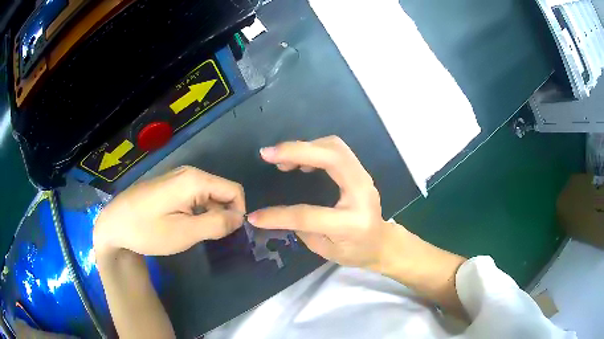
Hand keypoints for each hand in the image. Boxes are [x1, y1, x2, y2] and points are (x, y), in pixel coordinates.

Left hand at [93, 166, 245, 256]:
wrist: (114, 224)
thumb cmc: (147, 230)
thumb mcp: (184, 232)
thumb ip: (216, 224)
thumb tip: (239, 218)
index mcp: (194, 180)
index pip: (234, 190)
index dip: (238, 212)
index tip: (228, 234)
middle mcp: (189, 173)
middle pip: (222, 191)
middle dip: (224, 214)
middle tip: (211, 237)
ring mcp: (177, 178)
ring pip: (208, 195)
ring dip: (211, 214)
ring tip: (197, 233)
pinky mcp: (170, 186)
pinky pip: (195, 196)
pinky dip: (198, 211)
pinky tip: (185, 225)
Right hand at [248, 136, 397, 268]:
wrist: (382, 242)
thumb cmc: (355, 251)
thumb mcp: (325, 250)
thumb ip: (301, 228)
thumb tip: (273, 212)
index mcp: (351, 222)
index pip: (308, 214)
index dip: (278, 215)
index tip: (254, 216)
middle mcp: (361, 193)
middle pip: (332, 158)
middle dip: (296, 150)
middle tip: (268, 154)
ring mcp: (364, 178)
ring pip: (335, 147)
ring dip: (305, 146)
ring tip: (281, 159)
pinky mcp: (360, 171)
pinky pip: (337, 149)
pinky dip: (315, 148)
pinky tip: (300, 161)